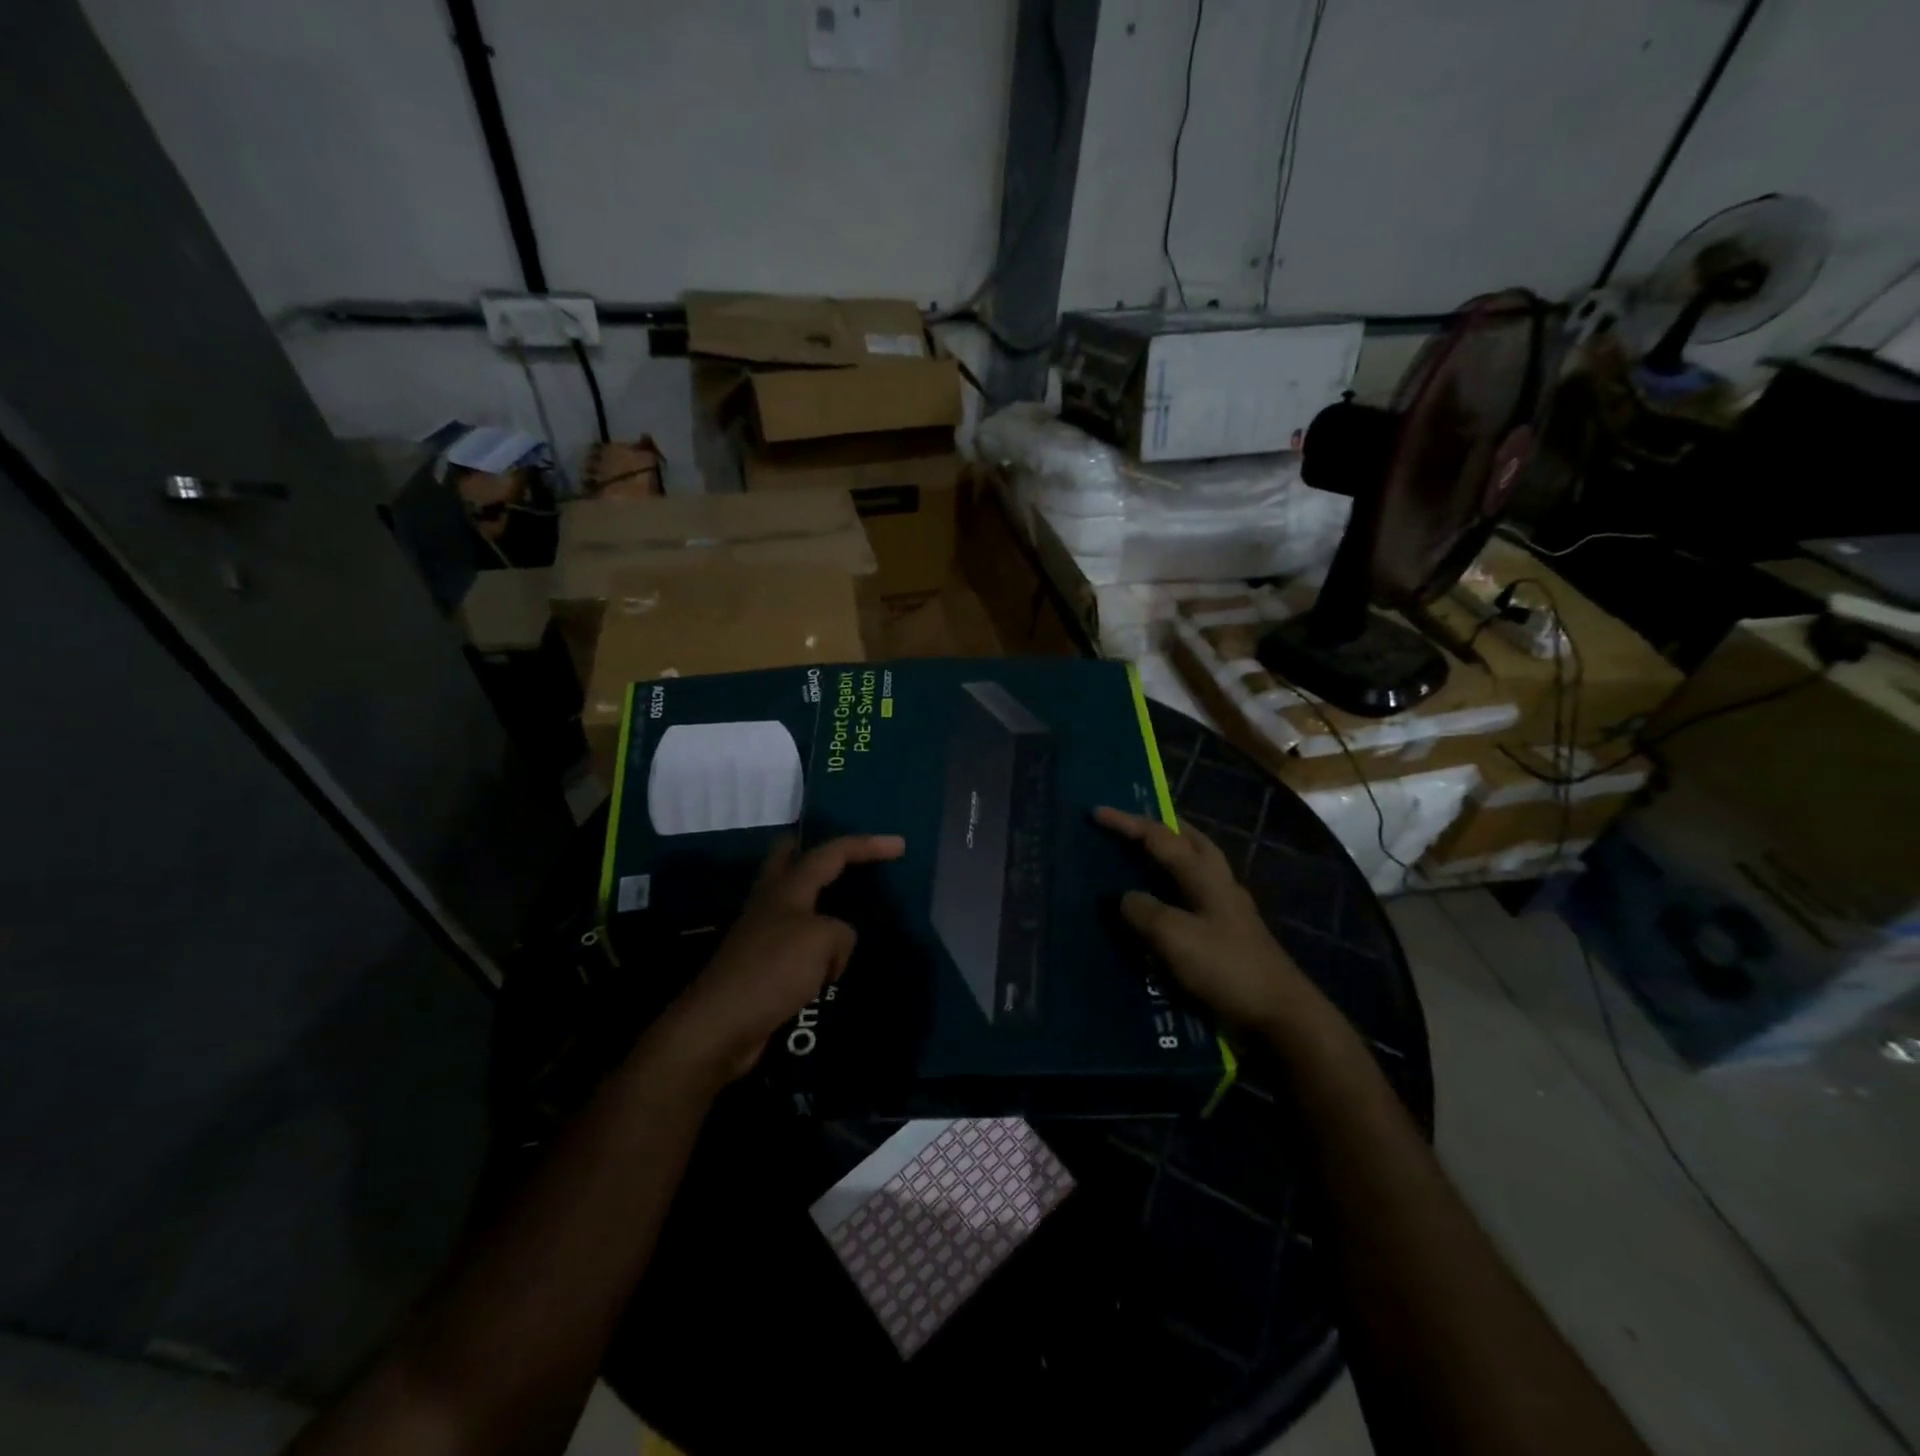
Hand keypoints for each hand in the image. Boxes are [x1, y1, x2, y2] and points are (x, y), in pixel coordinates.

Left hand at [660, 833, 906, 1083]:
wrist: (720, 1026)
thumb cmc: (772, 970)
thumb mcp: (823, 941)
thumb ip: (842, 932)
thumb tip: (836, 946)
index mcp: (787, 887)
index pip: (832, 853)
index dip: (867, 845)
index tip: (900, 845)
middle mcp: (771, 902)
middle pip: (791, 858)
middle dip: (822, 854)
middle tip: (851, 860)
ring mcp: (762, 933)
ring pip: (796, 903)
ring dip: (822, 904)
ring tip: (852, 915)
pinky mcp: (761, 965)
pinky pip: (798, 943)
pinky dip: (817, 946)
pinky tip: (833, 961)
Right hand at [1095, 807, 1311, 1031]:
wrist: (1280, 1017)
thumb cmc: (1226, 968)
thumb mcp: (1174, 936)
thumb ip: (1144, 911)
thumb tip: (1125, 897)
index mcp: (1205, 875)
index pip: (1160, 837)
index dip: (1126, 823)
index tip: (1096, 813)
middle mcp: (1220, 884)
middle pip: (1190, 841)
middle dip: (1162, 827)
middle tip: (1132, 824)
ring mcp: (1229, 911)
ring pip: (1197, 868)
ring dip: (1171, 856)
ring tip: (1143, 859)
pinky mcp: (1231, 936)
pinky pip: (1196, 897)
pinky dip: (1175, 889)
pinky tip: (1163, 905)